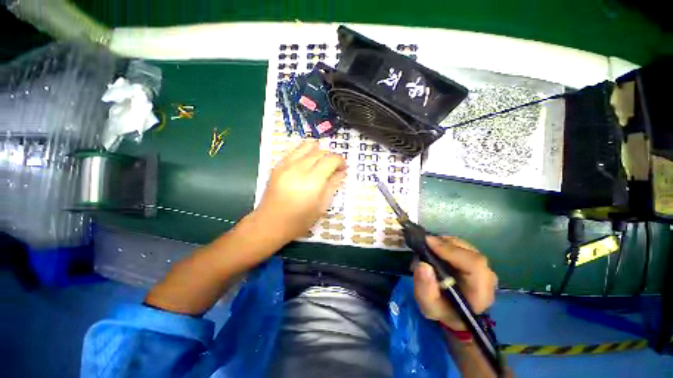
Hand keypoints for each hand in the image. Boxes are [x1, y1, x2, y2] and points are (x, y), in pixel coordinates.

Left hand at [256, 140, 345, 242]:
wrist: (270, 223)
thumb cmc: (299, 220)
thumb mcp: (321, 206)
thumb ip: (333, 186)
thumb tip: (341, 172)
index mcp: (312, 181)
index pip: (331, 160)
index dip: (340, 161)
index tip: (343, 168)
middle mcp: (299, 168)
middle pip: (320, 152)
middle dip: (331, 157)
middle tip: (334, 167)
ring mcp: (286, 165)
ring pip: (306, 146)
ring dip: (318, 150)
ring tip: (321, 160)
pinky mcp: (277, 165)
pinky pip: (294, 150)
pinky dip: (304, 151)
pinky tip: (308, 159)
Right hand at [413, 236, 496, 330]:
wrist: (453, 311)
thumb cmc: (442, 310)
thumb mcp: (428, 306)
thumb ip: (425, 289)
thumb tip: (423, 265)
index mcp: (480, 294)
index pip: (474, 265)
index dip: (451, 251)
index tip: (428, 242)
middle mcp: (487, 278)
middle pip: (469, 252)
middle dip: (445, 244)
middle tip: (424, 243)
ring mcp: (483, 267)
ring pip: (465, 246)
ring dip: (444, 243)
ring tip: (428, 247)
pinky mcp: (476, 261)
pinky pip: (462, 246)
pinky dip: (446, 243)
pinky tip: (436, 248)